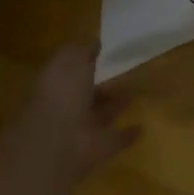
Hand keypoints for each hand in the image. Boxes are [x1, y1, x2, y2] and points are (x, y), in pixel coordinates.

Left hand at [5, 43, 140, 181]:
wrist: (53, 145)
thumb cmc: (59, 95)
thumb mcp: (69, 60)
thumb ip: (81, 50)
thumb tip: (94, 42)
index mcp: (52, 84)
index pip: (68, 71)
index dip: (83, 62)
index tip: (101, 54)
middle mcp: (62, 108)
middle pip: (84, 95)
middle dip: (100, 87)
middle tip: (122, 76)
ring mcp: (78, 131)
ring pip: (98, 116)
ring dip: (114, 107)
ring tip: (134, 95)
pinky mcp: (94, 152)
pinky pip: (112, 140)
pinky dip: (125, 135)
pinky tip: (141, 128)